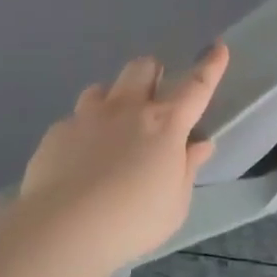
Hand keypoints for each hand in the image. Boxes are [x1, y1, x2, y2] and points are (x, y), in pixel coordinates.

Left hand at [10, 44, 229, 272]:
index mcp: (164, 124)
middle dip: (151, 73)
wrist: (64, 229)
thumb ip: (187, 169)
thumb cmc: (133, 221)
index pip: (196, 87)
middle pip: (142, 68)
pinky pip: (74, 120)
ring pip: (102, 88)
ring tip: (111, 127)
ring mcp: (88, 116)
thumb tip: (199, 144)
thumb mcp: (175, 204)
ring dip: (112, 100)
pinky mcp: (58, 132)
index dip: (210, 66)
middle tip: (152, 95)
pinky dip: (83, 133)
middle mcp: (127, 109)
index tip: (218, 48)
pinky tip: (78, 160)